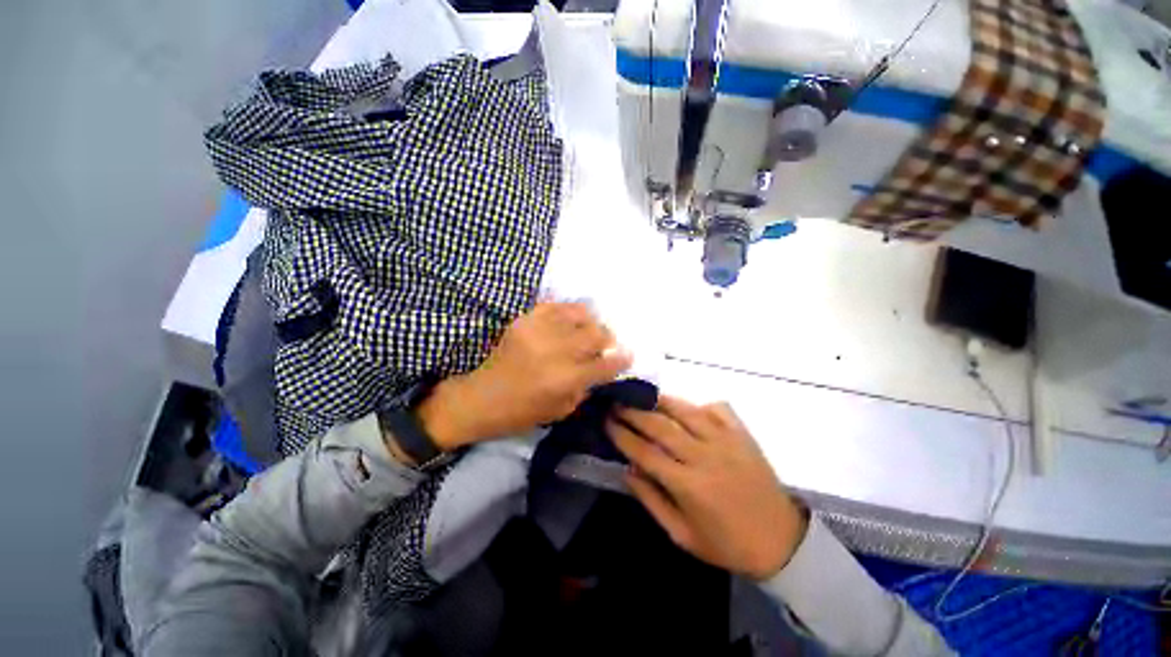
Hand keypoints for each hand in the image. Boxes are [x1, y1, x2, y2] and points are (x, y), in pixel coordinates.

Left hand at [416, 302, 632, 449]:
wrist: (481, 398)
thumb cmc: (522, 412)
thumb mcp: (561, 410)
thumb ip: (586, 387)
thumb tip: (602, 367)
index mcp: (565, 380)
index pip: (604, 364)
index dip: (621, 359)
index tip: (629, 355)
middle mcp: (555, 352)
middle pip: (596, 334)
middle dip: (608, 338)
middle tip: (607, 343)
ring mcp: (538, 331)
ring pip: (580, 315)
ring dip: (591, 322)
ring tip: (589, 330)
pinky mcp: (525, 320)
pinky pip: (556, 305)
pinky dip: (569, 311)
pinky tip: (570, 320)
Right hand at [607, 396, 807, 580]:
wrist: (781, 541)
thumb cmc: (726, 544)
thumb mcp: (681, 535)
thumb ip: (651, 500)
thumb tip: (627, 469)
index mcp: (688, 485)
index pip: (644, 452)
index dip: (621, 434)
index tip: (606, 420)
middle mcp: (705, 456)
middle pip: (660, 425)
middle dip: (633, 411)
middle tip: (616, 402)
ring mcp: (726, 440)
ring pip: (685, 410)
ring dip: (660, 400)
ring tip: (642, 395)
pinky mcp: (742, 434)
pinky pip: (717, 408)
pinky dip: (698, 403)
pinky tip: (686, 407)